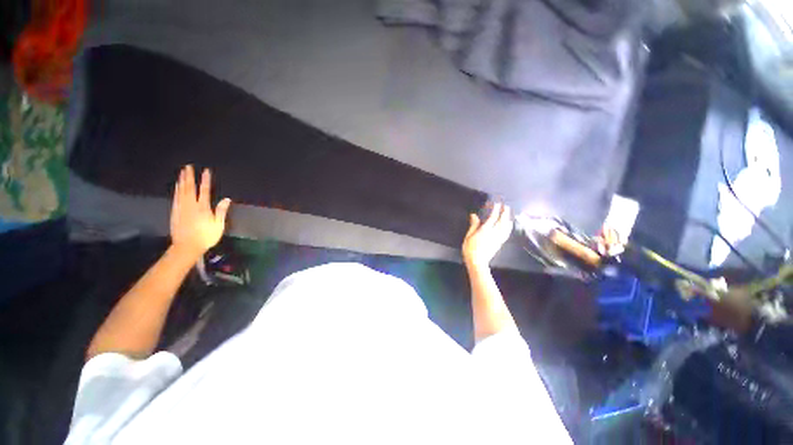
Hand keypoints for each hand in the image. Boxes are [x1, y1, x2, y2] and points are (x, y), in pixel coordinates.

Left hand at [170, 165, 230, 259]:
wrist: (186, 246)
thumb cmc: (206, 236)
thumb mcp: (218, 225)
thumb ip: (221, 211)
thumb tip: (226, 199)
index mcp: (203, 208)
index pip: (204, 191)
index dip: (205, 180)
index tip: (205, 171)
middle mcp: (190, 205)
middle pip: (189, 188)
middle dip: (189, 176)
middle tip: (188, 167)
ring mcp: (181, 208)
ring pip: (181, 191)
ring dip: (182, 181)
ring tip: (182, 173)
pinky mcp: (175, 212)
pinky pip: (176, 197)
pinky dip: (177, 190)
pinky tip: (177, 186)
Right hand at [462, 202, 512, 268]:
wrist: (477, 262)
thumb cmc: (470, 249)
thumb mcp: (468, 236)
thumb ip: (473, 225)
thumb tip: (474, 215)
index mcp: (485, 230)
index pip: (493, 217)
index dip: (496, 209)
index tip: (497, 203)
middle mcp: (494, 233)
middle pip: (502, 221)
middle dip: (504, 212)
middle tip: (506, 206)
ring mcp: (498, 238)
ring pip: (506, 227)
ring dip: (508, 219)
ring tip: (509, 214)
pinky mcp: (500, 243)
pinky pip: (506, 233)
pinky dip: (509, 227)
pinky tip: (509, 225)